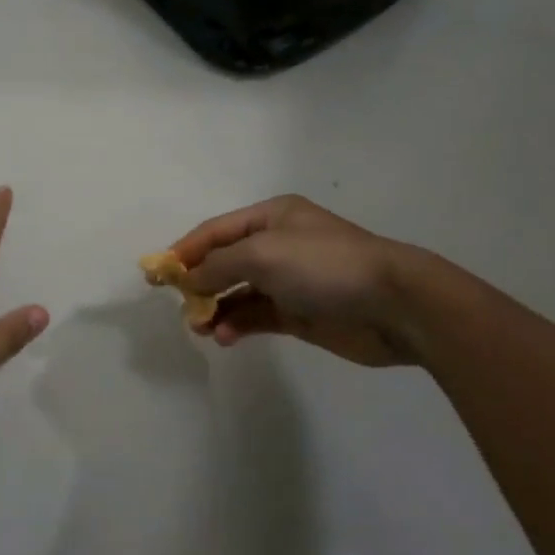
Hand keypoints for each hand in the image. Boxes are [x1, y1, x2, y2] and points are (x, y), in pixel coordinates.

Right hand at [171, 195, 424, 365]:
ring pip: (239, 292)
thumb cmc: (324, 264)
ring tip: (199, 327)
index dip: (186, 249)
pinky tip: (225, 336)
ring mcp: (291, 280)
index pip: (216, 230)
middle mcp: (278, 245)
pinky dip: (238, 324)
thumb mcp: (262, 254)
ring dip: (216, 307)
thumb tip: (189, 280)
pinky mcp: (302, 313)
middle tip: (178, 305)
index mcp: (271, 217)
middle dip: (199, 281)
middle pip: (226, 261)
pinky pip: (258, 316)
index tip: (158, 273)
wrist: (396, 304)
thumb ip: (218, 265)